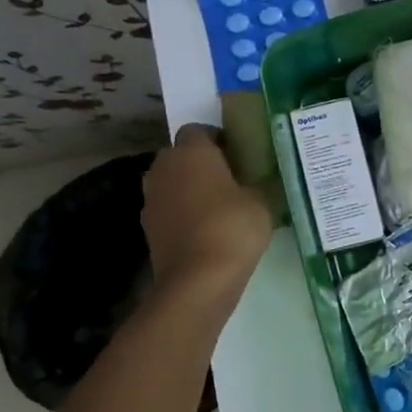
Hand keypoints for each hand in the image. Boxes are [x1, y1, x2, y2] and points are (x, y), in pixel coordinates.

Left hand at [143, 125, 271, 302]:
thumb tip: (262, 179)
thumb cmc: (232, 228)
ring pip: (173, 183)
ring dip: (191, 190)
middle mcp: (164, 168)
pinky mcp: (149, 228)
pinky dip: (184, 215)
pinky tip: (207, 232)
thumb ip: (260, 183)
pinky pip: (170, 210)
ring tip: (221, 208)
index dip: (219, 140)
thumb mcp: (262, 202)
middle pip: (182, 156)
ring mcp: (151, 199)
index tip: (239, 157)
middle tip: (232, 181)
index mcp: (191, 152)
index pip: (199, 130)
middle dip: (202, 164)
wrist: (197, 281)